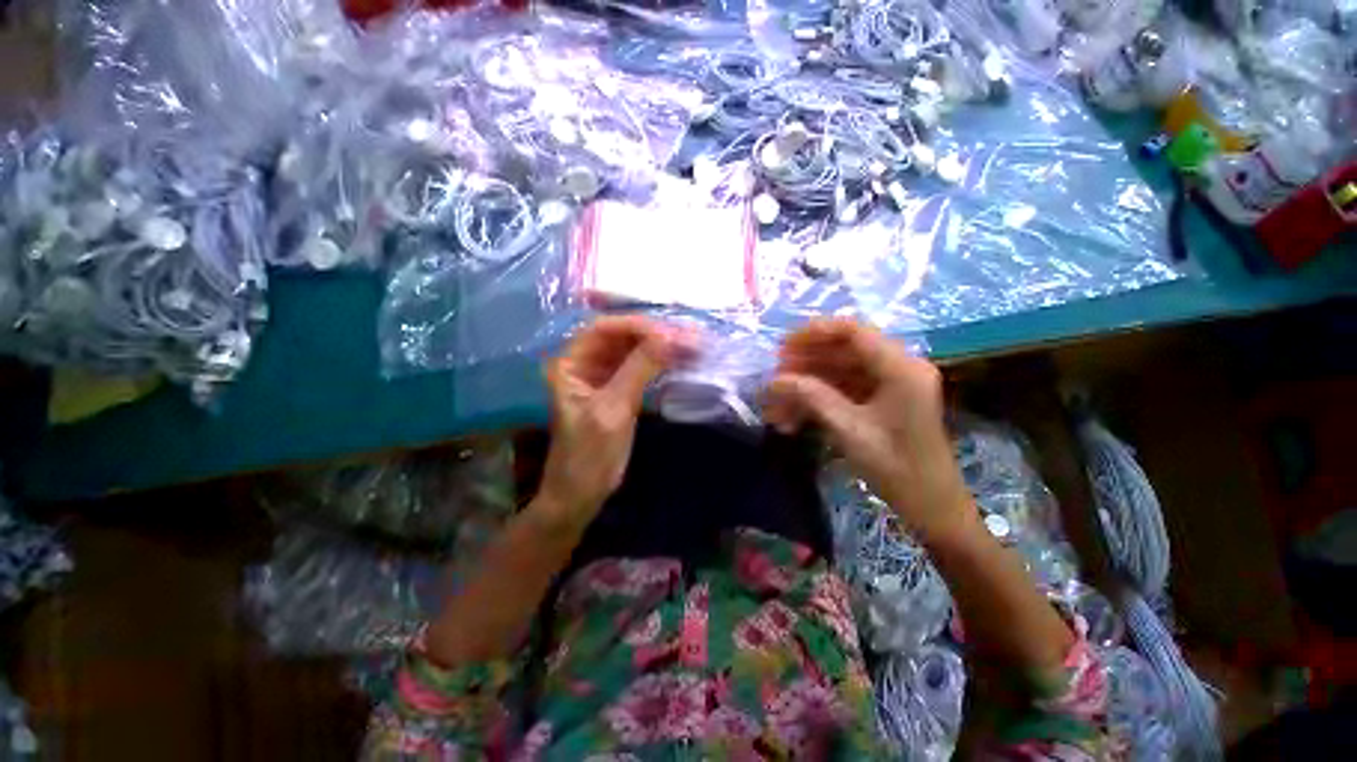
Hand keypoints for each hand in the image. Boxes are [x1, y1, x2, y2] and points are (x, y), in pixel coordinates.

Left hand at [538, 316, 688, 528]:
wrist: (581, 495)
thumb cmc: (589, 455)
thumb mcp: (613, 409)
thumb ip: (639, 369)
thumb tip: (670, 336)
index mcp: (571, 363)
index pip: (604, 328)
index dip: (637, 326)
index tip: (671, 332)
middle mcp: (585, 363)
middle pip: (621, 336)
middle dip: (655, 334)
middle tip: (690, 336)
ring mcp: (603, 376)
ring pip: (634, 351)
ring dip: (662, 347)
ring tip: (693, 345)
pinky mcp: (619, 390)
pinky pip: (641, 368)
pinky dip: (661, 363)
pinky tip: (681, 361)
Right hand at [763, 319, 975, 544]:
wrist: (930, 508)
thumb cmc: (896, 468)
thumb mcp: (849, 430)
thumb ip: (812, 397)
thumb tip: (775, 380)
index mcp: (901, 368)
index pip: (853, 331)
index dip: (814, 333)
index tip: (782, 347)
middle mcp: (898, 367)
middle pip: (843, 350)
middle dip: (805, 364)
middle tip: (775, 378)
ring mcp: (890, 385)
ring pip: (840, 372)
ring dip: (807, 386)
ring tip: (776, 405)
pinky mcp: (883, 401)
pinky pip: (845, 390)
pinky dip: (818, 401)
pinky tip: (792, 419)